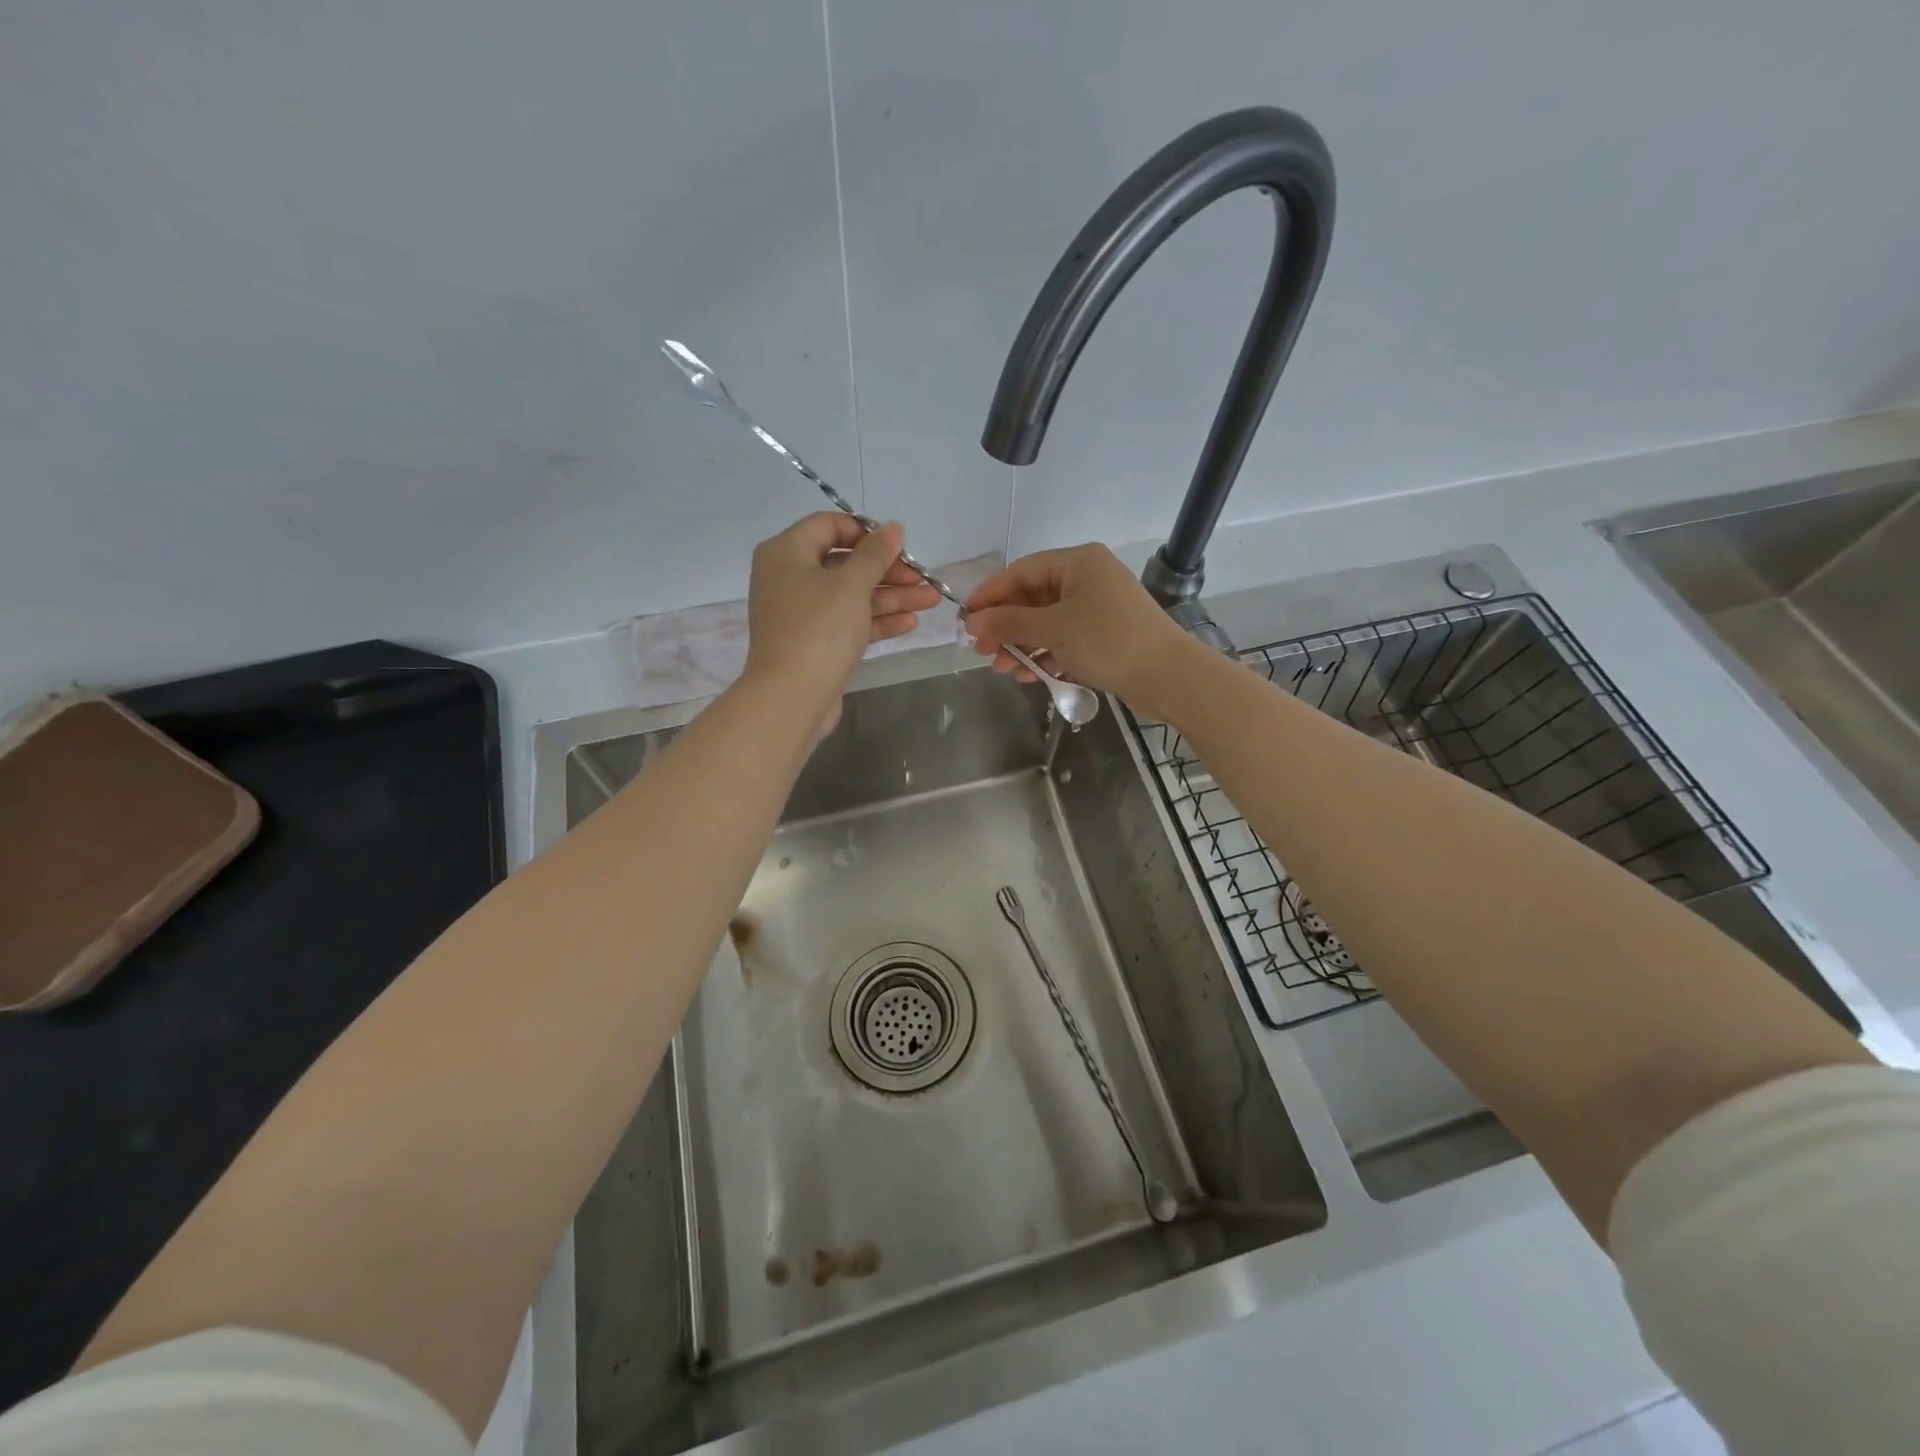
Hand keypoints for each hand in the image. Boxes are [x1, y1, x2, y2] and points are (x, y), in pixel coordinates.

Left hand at [745, 513, 941, 732]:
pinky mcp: (815, 643)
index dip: (866, 531)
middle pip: (845, 563)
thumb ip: (875, 554)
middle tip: (923, 578)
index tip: (898, 545)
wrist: (791, 698)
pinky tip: (910, 622)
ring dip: (891, 596)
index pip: (828, 525)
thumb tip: (893, 527)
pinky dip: (877, 620)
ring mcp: (802, 614)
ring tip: (931, 601)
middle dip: (888, 570)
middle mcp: (789, 578)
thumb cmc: (818, 629)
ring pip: (851, 596)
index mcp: (786, 553)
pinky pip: (849, 622)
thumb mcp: (851, 585)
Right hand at [965, 544, 1193, 714]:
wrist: (1167, 676)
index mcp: (1077, 562)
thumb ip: (1009, 624)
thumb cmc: (1108, 640)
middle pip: (1032, 598)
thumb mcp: (1053, 630)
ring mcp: (1096, 607)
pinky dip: (1044, 654)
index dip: (991, 595)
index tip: (967, 620)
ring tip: (1003, 669)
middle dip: (1005, 626)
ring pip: (1046, 622)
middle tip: (982, 652)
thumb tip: (973, 623)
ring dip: (1021, 645)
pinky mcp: (1103, 635)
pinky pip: (1063, 639)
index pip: (1021, 571)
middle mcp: (1087, 578)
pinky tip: (1029, 675)